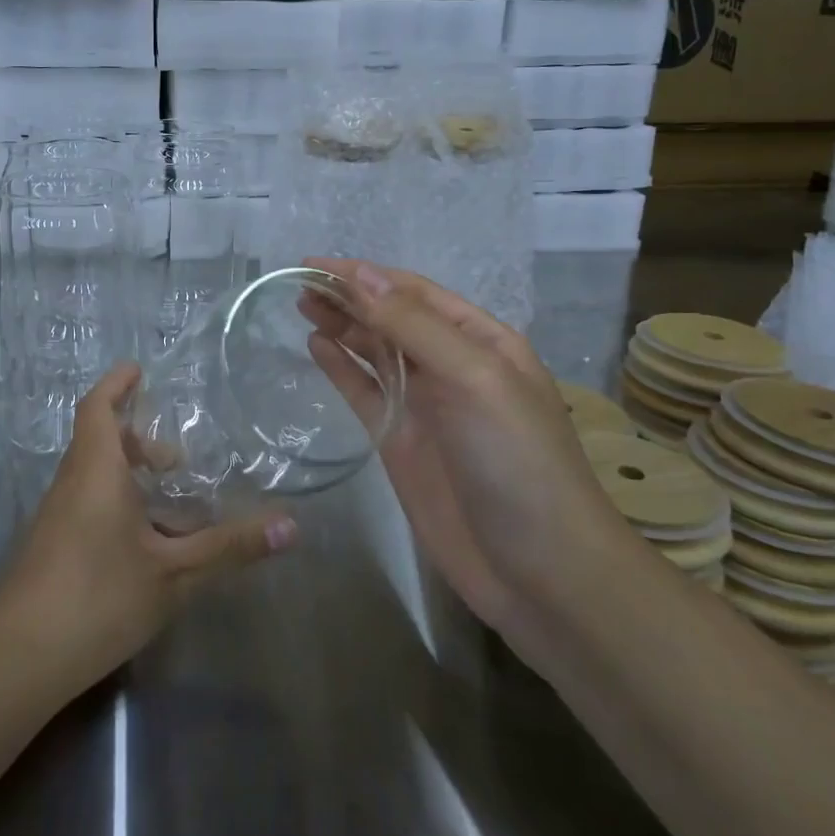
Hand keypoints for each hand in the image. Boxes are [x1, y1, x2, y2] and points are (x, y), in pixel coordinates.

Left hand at [0, 363, 298, 696]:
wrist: (17, 661)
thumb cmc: (98, 597)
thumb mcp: (174, 573)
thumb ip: (230, 547)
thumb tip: (291, 525)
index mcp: (96, 471)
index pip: (98, 408)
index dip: (116, 384)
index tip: (138, 369)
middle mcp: (71, 484)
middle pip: (99, 441)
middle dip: (137, 440)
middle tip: (176, 461)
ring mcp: (55, 518)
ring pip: (93, 476)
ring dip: (129, 476)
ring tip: (171, 504)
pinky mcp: (50, 548)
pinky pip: (87, 504)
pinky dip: (117, 504)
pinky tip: (144, 544)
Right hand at [299, 259, 626, 634]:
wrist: (539, 571)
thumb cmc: (516, 461)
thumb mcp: (473, 379)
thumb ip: (414, 326)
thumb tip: (361, 274)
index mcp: (481, 341)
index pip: (413, 292)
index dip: (363, 275)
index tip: (312, 265)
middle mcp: (451, 365)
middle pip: (390, 317)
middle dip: (347, 296)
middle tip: (295, 283)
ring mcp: (424, 405)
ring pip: (374, 351)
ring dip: (340, 325)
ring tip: (300, 304)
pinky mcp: (401, 442)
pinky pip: (365, 393)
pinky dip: (341, 368)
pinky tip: (316, 347)